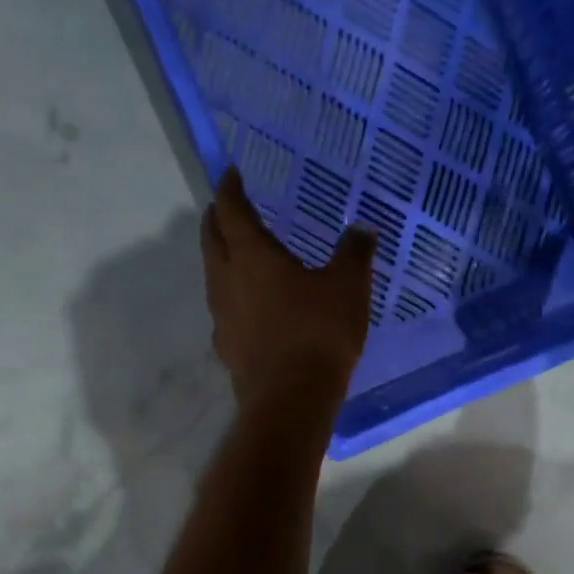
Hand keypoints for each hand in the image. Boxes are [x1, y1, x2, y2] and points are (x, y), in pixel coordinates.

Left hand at [201, 169, 375, 413]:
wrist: (291, 399)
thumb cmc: (318, 334)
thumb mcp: (348, 287)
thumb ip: (354, 253)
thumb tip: (362, 229)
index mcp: (252, 255)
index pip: (232, 211)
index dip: (230, 189)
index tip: (232, 174)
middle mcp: (226, 279)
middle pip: (212, 239)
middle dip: (218, 218)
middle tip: (228, 208)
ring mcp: (221, 315)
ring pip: (213, 274)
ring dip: (221, 257)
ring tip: (239, 253)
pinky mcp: (226, 346)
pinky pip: (223, 308)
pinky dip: (232, 294)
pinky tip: (250, 305)